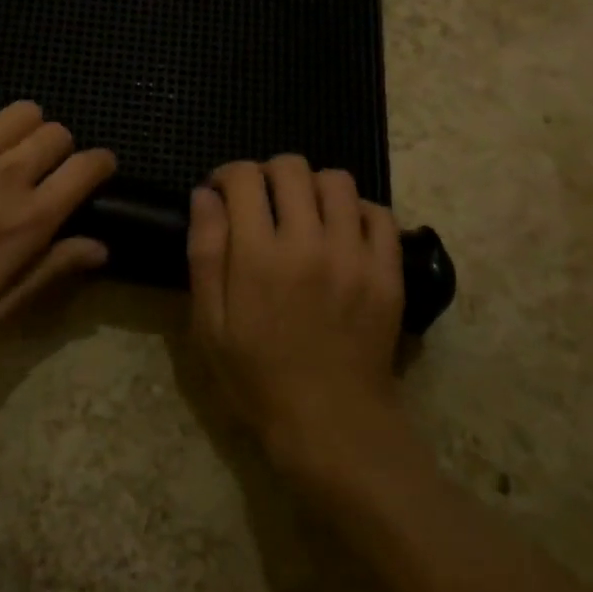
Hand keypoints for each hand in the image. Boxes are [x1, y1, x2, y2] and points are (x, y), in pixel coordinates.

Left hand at [0, 102, 114, 345]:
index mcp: (30, 218)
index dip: (102, 164)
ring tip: (10, 155)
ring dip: (27, 130)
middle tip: (44, 173)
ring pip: (24, 112)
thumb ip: (50, 273)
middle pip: (58, 133)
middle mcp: (9, 172)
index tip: (98, 172)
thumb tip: (99, 247)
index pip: (87, 168)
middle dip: (62, 149)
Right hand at [187, 156, 405, 470]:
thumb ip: (205, 253)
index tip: (221, 193)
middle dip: (267, 173)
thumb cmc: (258, 377)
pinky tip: (341, 232)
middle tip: (261, 202)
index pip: (244, 177)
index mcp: (259, 256)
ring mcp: (355, 255)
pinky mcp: (388, 271)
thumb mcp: (210, 324)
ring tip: (303, 214)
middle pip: (291, 168)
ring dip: (312, 187)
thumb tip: (205, 195)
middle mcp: (309, 242)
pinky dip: (357, 210)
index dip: (227, 175)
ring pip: (337, 181)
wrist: (331, 423)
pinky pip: (379, 213)